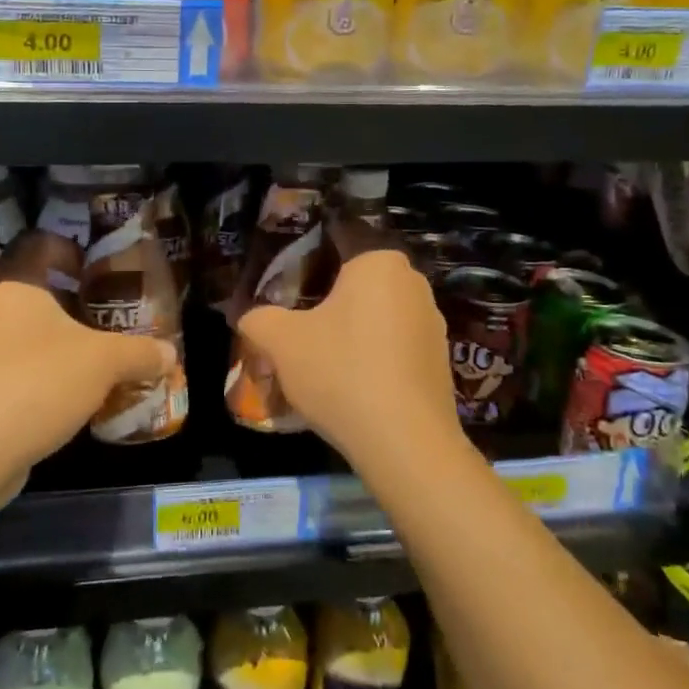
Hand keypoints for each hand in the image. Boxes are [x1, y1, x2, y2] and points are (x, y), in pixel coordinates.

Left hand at [0, 245, 174, 476]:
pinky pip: (14, 367)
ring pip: (26, 333)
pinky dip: (43, 374)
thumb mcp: (103, 363)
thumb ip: (140, 353)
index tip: (102, 272)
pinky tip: (71, 399)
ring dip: (62, 344)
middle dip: (77, 305)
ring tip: (99, 363)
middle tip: (112, 321)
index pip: (41, 244)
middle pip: (37, 291)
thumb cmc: (36, 384)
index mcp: (14, 284)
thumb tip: (170, 354)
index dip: (73, 251)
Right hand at [235, 247, 461, 469]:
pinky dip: (372, 360)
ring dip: (350, 335)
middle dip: (326, 305)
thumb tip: (248, 317)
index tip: (285, 292)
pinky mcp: (440, 360)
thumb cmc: (341, 372)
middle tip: (296, 331)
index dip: (305, 267)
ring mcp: (432, 323)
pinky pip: (395, 348)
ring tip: (320, 365)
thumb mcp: (281, 342)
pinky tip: (351, 388)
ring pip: (376, 318)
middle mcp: (412, 283)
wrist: (405, 442)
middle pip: (356, 285)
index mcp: (378, 263)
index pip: (336, 247)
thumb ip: (258, 319)